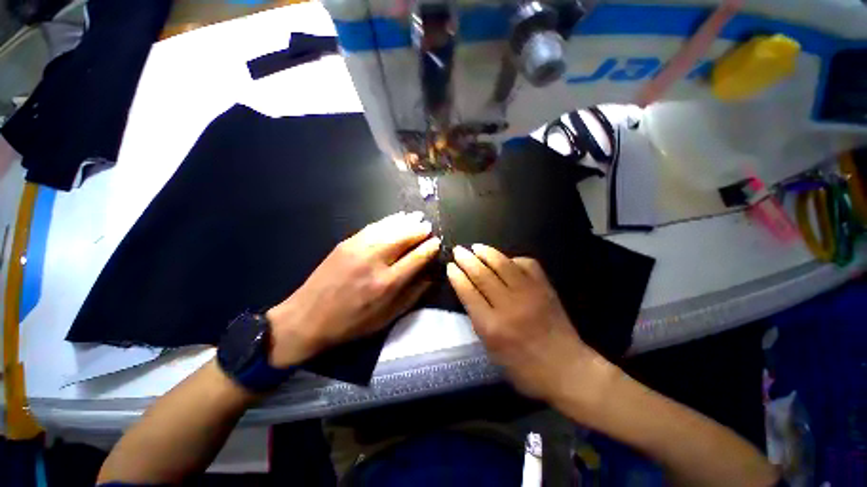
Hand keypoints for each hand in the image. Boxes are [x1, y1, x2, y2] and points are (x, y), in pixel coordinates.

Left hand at [266, 212, 440, 366]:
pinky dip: (388, 221)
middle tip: (429, 228)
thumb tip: (430, 276)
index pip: (416, 257)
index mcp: (387, 283)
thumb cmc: (351, 323)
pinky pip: (373, 227)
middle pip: (404, 237)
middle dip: (420, 230)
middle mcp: (375, 261)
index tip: (437, 243)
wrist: (307, 318)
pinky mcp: (346, 243)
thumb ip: (412, 295)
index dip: (430, 248)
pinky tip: (397, 218)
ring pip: (389, 228)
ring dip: (406, 222)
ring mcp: (358, 248)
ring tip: (418, 218)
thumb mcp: (386, 318)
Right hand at [447, 244, 600, 401]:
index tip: (450, 266)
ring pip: (503, 264)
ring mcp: (529, 294)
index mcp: (492, 326)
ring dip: (486, 252)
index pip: (468, 292)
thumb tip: (470, 292)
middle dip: (467, 259)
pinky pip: (527, 264)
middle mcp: (509, 306)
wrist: (567, 369)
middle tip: (458, 250)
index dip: (457, 276)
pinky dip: (513, 259)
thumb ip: (479, 320)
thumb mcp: (492, 350)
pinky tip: (506, 260)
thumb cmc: (524, 368)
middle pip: (482, 274)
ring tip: (476, 247)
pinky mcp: (545, 288)